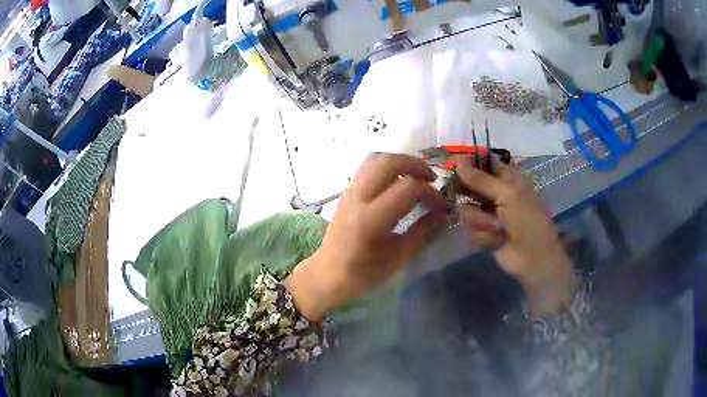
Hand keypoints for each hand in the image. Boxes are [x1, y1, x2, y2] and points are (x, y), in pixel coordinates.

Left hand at [285, 153, 447, 321]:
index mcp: (370, 220)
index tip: (441, 205)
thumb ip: (422, 232)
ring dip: (401, 162)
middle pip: (388, 162)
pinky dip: (389, 167)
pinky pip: (369, 167)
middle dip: (415, 164)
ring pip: (375, 158)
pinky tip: (399, 183)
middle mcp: (357, 198)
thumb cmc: (364, 273)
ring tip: (417, 178)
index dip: (430, 193)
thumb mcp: (398, 258)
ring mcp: (349, 191)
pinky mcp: (347, 191)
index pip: (407, 187)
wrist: (329, 273)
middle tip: (431, 180)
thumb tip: (443, 213)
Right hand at [456, 160, 577, 314]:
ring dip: (481, 221)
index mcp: (508, 179)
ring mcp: (490, 215)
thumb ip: (481, 179)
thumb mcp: (507, 194)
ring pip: (468, 211)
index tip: (456, 168)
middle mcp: (497, 194)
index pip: (484, 164)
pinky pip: (471, 230)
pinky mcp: (485, 233)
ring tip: (497, 228)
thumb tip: (458, 163)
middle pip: (471, 187)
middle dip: (472, 198)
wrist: (532, 257)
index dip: (470, 165)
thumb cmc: (526, 220)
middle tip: (473, 200)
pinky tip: (497, 241)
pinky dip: (484, 236)